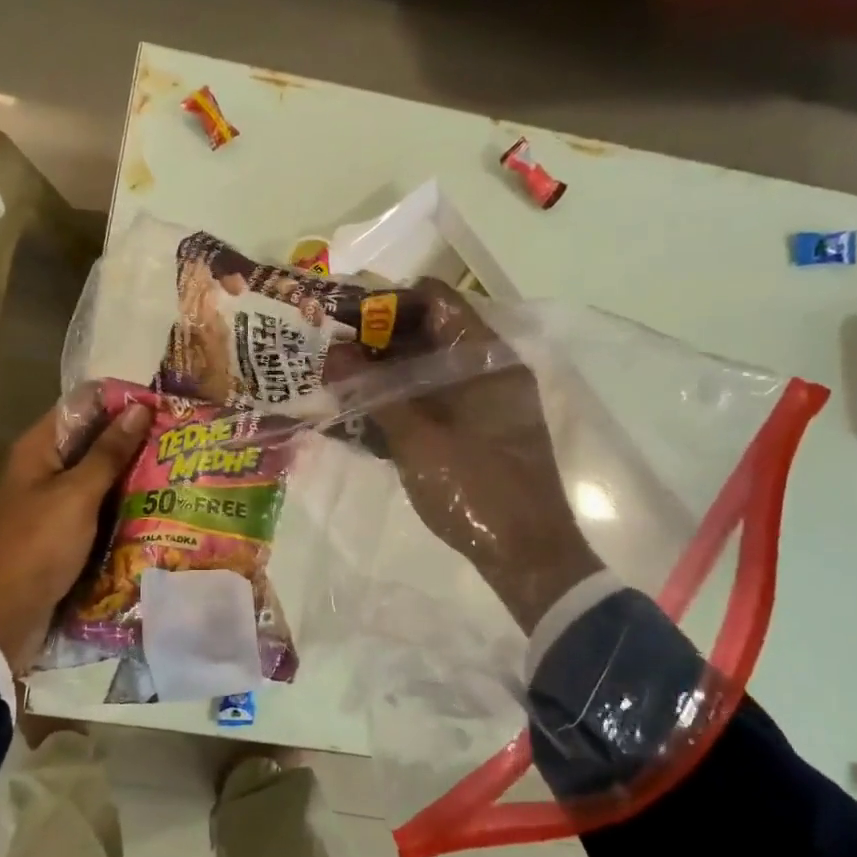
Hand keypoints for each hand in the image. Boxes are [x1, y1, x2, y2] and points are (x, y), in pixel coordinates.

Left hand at [0, 400, 151, 675]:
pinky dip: (120, 504)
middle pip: (92, 441)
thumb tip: (139, 408)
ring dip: (130, 474)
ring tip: (177, 468)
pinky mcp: (62, 531)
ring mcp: (52, 501)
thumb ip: (108, 452)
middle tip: (179, 439)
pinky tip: (155, 506)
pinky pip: (97, 507)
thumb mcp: (77, 494)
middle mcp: (43, 468)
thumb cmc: (38, 544)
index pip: (82, 406)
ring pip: (97, 477)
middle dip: (132, 440)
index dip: (120, 402)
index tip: (163, 405)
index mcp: (38, 448)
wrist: (3, 614)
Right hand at [325, 281, 601, 630]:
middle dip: (376, 341)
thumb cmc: (476, 490)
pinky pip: (430, 400)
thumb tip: (332, 354)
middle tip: (329, 353)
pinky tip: (361, 417)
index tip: (342, 320)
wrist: (527, 556)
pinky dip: (399, 402)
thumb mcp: (418, 441)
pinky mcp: (473, 430)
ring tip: (336, 383)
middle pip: (426, 333)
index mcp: (486, 357)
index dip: (386, 303)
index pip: (434, 300)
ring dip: (383, 374)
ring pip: (425, 369)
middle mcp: (487, 369)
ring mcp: (481, 401)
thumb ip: (375, 394)